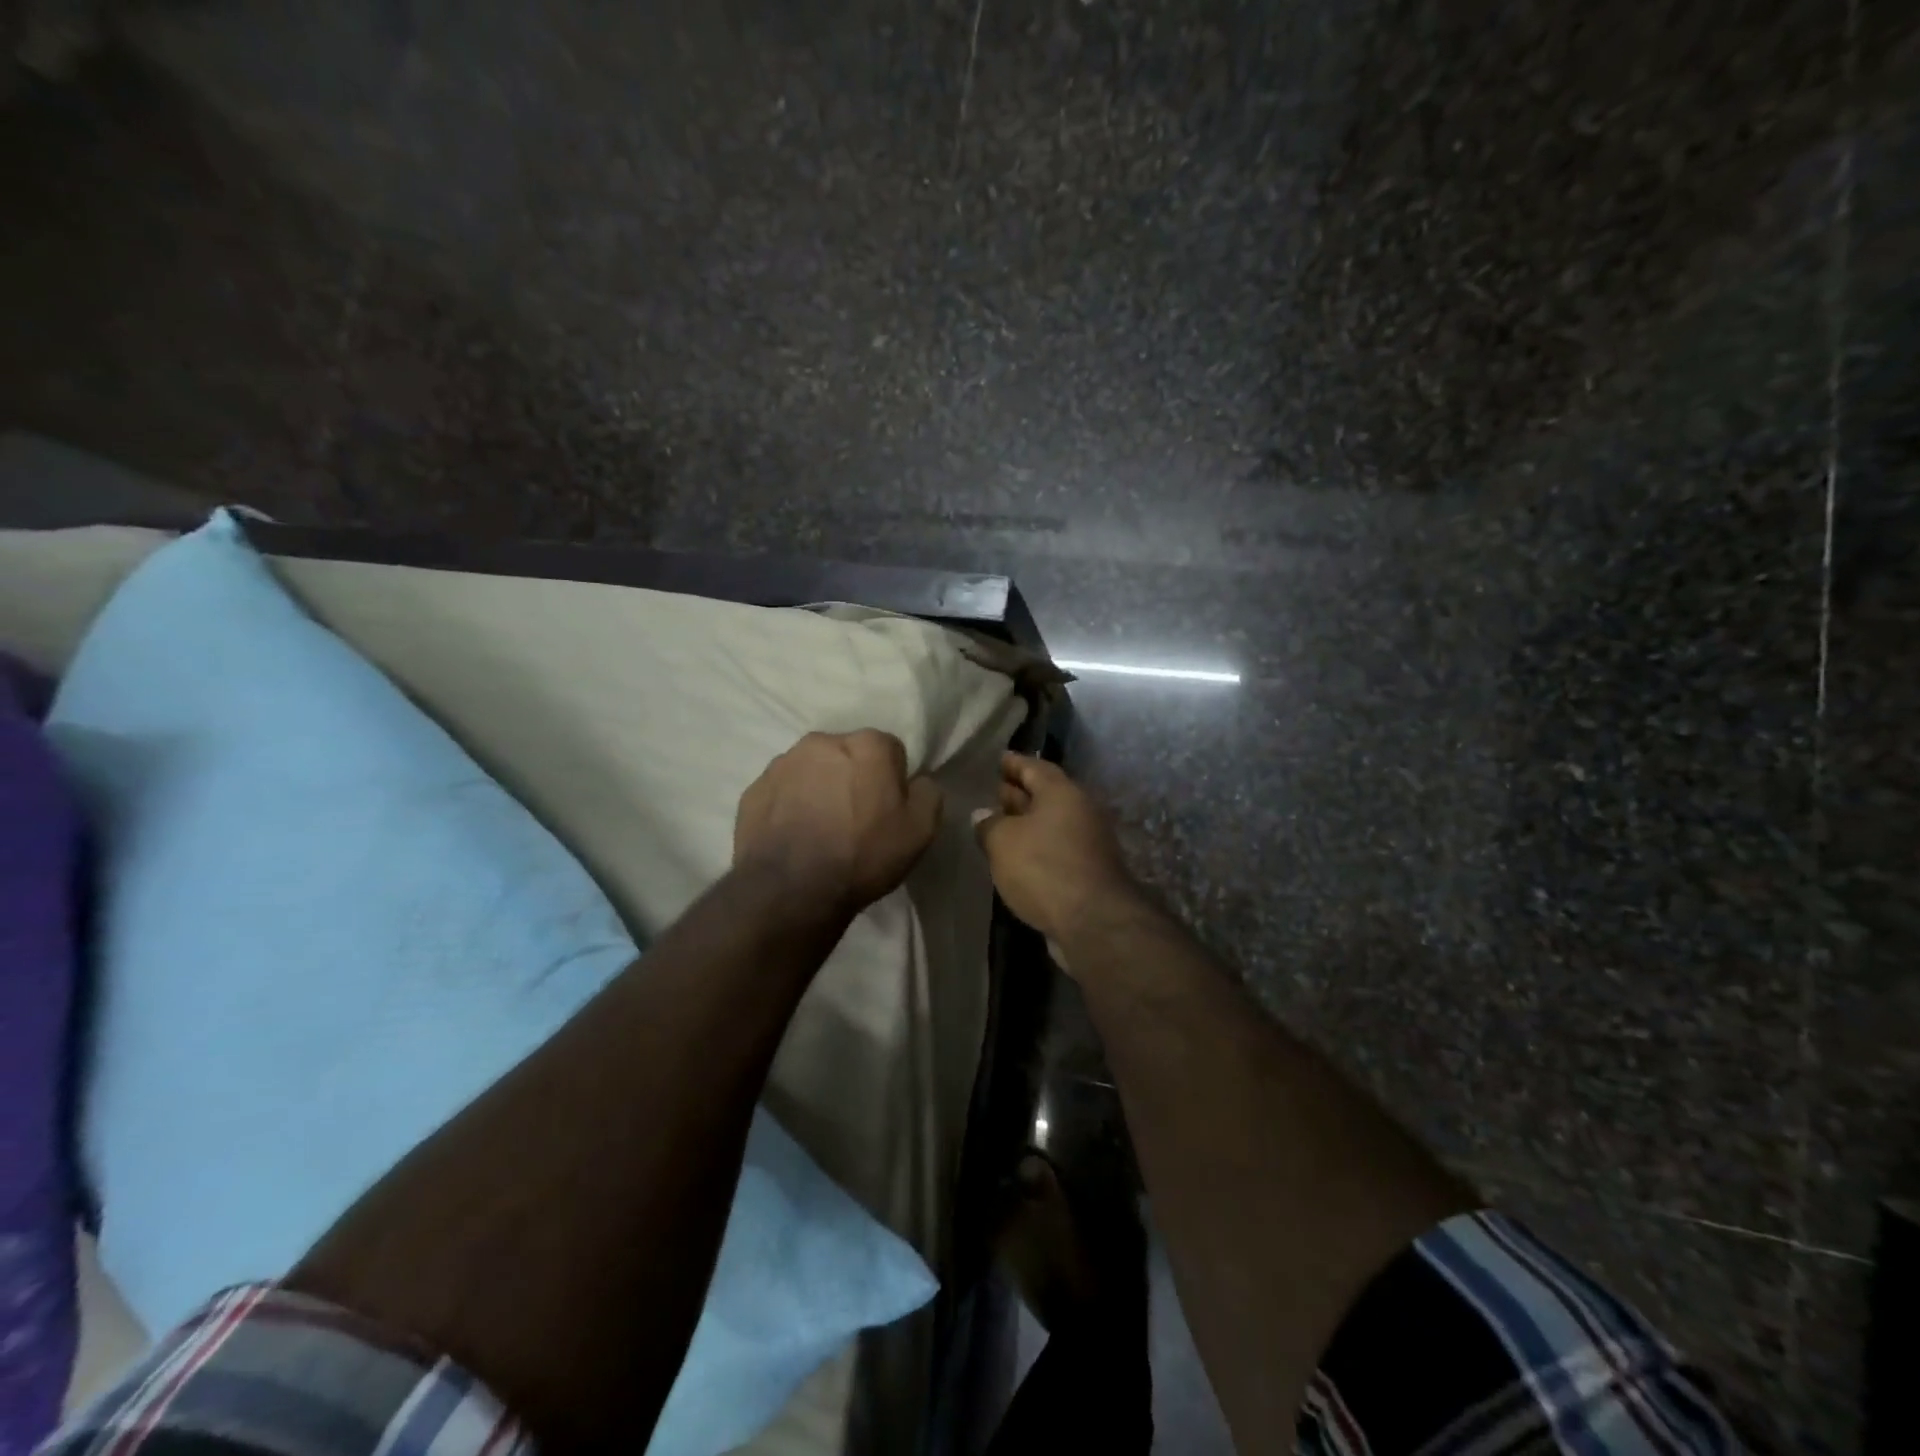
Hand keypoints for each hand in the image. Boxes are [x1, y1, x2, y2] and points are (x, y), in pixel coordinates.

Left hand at [734, 730, 943, 914]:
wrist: (792, 890)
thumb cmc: (863, 855)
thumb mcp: (921, 831)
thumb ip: (928, 794)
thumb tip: (917, 782)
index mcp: (867, 745)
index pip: (890, 751)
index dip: (893, 781)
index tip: (888, 810)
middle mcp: (823, 741)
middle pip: (848, 755)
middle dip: (853, 778)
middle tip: (855, 820)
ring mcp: (782, 763)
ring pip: (812, 770)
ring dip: (819, 789)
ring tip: (820, 831)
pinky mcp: (754, 789)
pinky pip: (782, 792)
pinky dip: (789, 806)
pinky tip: (794, 838)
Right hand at [973, 754, 1137, 960]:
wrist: (1093, 921)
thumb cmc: (1043, 868)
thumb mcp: (1003, 842)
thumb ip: (989, 824)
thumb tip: (983, 815)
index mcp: (1062, 792)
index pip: (1034, 766)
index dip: (1013, 762)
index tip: (998, 759)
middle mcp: (1081, 810)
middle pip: (1046, 793)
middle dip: (1020, 792)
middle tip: (994, 791)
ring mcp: (1089, 841)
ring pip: (1052, 822)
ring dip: (1027, 822)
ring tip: (1000, 825)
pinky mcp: (1089, 869)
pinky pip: (1057, 846)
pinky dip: (1037, 845)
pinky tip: (1018, 856)